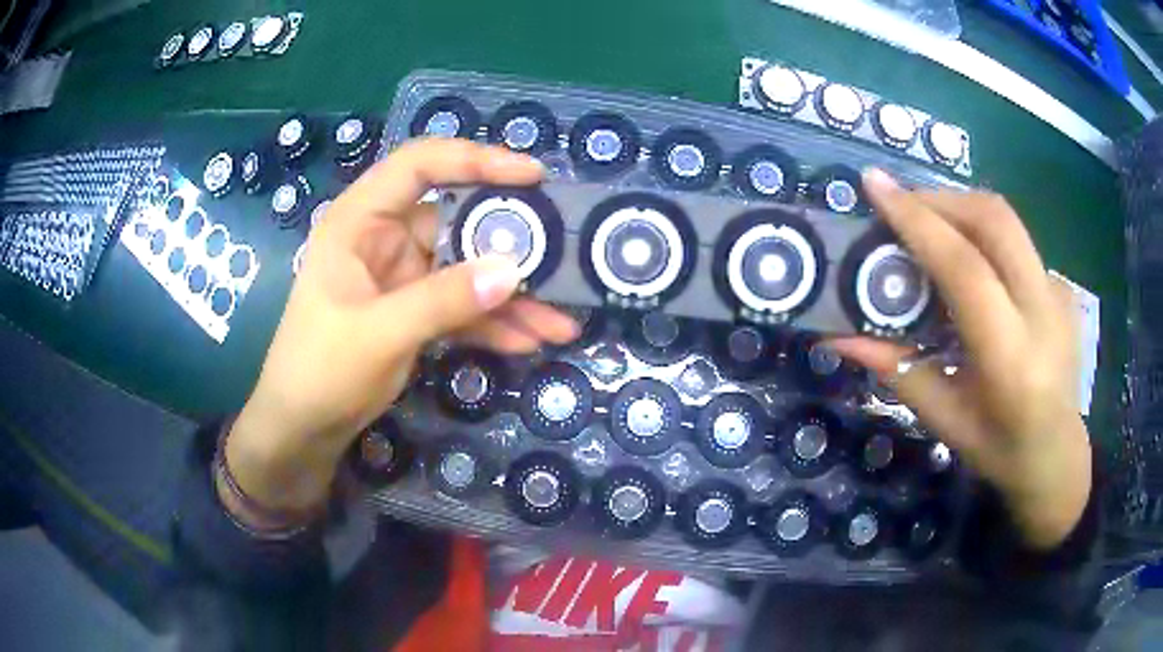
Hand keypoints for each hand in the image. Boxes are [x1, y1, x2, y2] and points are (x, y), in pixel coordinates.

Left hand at [226, 139, 577, 514]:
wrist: (304, 427)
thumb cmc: (319, 369)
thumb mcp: (378, 332)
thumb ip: (442, 300)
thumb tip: (513, 271)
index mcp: (361, 220)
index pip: (420, 166)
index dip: (475, 159)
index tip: (531, 176)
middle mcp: (386, 238)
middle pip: (459, 221)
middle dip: (511, 243)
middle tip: (563, 255)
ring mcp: (404, 277)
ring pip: (468, 270)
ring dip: (512, 297)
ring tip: (560, 321)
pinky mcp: (416, 312)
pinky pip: (464, 308)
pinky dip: (494, 323)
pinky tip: (528, 341)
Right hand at [831, 170, 1090, 549]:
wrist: (1059, 457)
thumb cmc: (1001, 451)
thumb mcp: (946, 422)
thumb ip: (899, 371)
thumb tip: (840, 338)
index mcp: (1011, 358)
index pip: (965, 268)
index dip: (917, 220)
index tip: (874, 184)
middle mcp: (1043, 312)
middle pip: (992, 219)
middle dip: (940, 199)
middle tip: (900, 205)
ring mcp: (1059, 292)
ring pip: (1006, 220)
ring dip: (959, 210)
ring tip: (927, 227)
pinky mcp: (1062, 285)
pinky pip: (1015, 242)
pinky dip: (982, 235)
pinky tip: (970, 264)